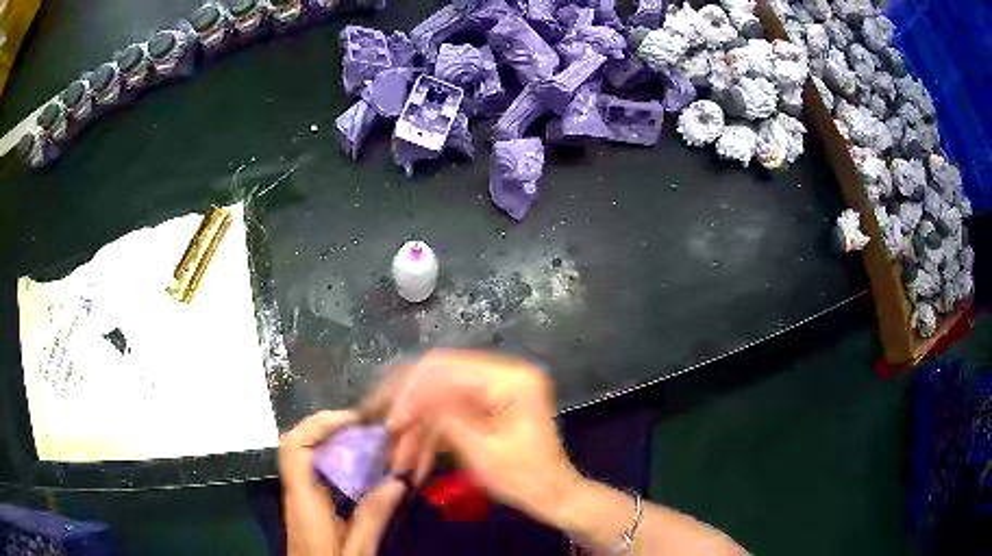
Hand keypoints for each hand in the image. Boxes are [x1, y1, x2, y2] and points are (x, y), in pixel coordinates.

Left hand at [279, 410, 405, 555]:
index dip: (319, 424)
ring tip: (369, 443)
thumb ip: (373, 517)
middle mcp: (296, 493)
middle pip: (299, 443)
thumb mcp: (357, 551)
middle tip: (368, 430)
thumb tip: (396, 481)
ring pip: (307, 455)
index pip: (295, 447)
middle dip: (330, 428)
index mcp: (304, 501)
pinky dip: (337, 462)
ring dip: (334, 442)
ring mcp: (299, 499)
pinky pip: (317, 472)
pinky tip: (362, 471)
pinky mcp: (307, 507)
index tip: (353, 421)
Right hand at [371, 349, 584, 526]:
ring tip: (400, 459)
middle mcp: (503, 373)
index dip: (410, 393)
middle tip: (388, 437)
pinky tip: (417, 459)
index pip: (444, 368)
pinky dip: (433, 435)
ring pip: (441, 399)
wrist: (554, 496)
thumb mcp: (480, 451)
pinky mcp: (489, 406)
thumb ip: (443, 418)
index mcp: (510, 378)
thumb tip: (405, 401)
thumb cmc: (525, 479)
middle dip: (410, 412)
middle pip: (439, 379)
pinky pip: (451, 413)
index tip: (390, 424)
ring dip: (419, 429)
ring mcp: (496, 389)